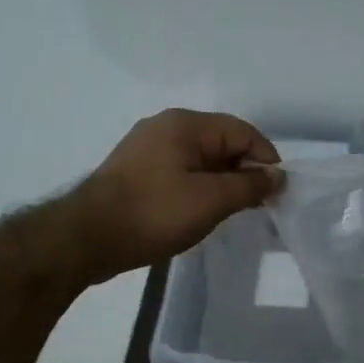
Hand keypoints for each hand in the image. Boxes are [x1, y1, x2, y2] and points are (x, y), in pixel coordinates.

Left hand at [66, 109, 279, 284]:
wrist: (86, 238)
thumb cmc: (154, 213)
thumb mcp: (211, 200)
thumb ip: (249, 185)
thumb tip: (277, 175)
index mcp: (185, 124)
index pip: (242, 131)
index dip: (265, 159)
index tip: (276, 192)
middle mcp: (165, 127)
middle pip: (221, 142)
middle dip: (244, 171)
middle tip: (256, 206)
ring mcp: (146, 149)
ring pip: (201, 159)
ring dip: (221, 182)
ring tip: (231, 212)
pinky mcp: (135, 172)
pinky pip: (180, 172)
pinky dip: (198, 187)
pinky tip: (200, 212)